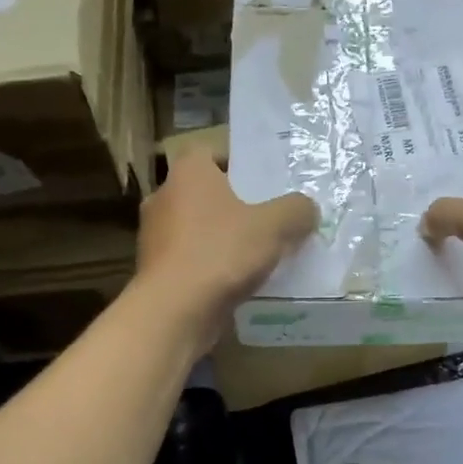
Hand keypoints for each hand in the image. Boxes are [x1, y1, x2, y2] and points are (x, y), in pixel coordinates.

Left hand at [134, 153, 318, 350]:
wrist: (173, 312)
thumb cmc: (221, 253)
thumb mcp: (274, 226)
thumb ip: (296, 210)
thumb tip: (307, 208)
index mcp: (188, 173)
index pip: (209, 151)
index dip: (238, 162)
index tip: (264, 180)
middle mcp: (164, 197)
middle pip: (205, 192)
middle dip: (235, 203)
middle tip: (268, 215)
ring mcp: (155, 236)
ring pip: (197, 227)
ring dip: (222, 236)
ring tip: (258, 251)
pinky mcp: (156, 270)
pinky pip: (191, 258)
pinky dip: (211, 265)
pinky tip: (238, 280)